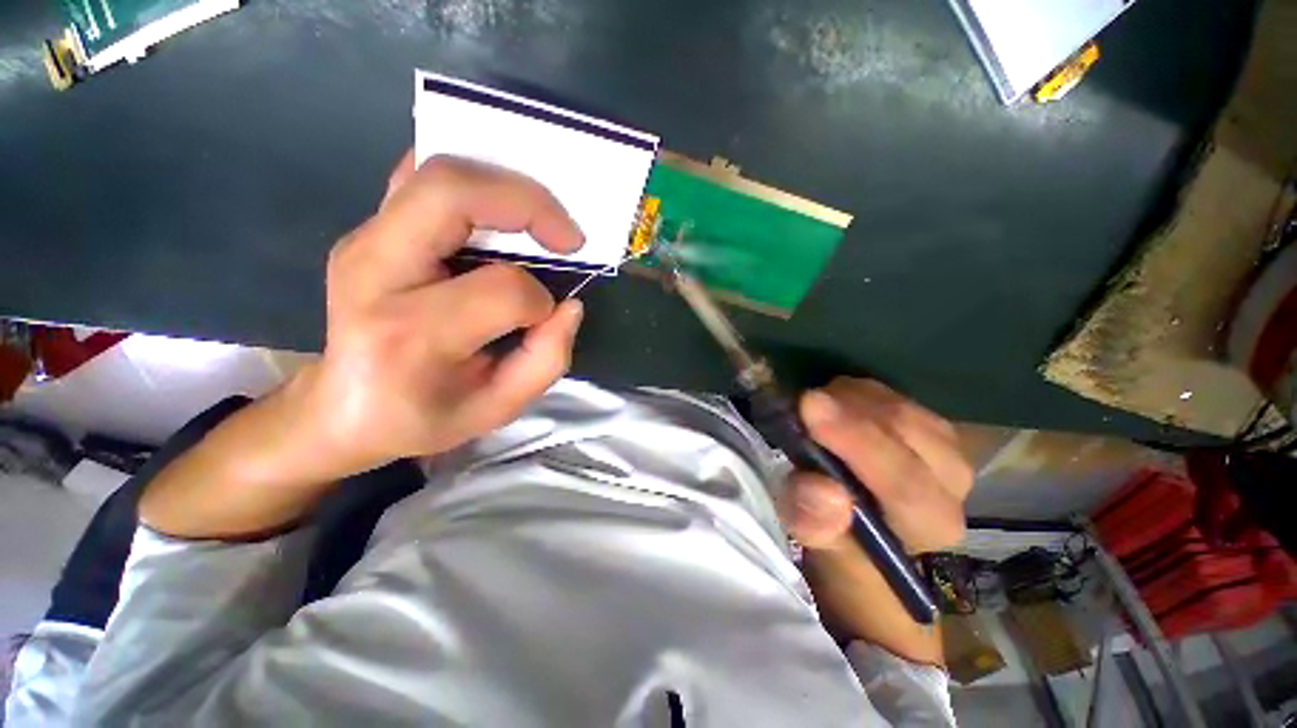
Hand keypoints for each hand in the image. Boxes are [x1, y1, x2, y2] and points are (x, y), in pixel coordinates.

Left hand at [297, 152, 585, 477]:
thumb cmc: (420, 416)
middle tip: (567, 238)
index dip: (540, 300)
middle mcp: (375, 273)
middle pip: (452, 193)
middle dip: (529, 204)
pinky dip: (472, 183)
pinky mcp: (367, 229)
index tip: (544, 318)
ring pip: (437, 172)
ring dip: (504, 187)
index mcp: (408, 335)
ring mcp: (363, 241)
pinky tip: (497, 213)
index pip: (500, 289)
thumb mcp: (496, 410)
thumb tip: (570, 305)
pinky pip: (421, 178)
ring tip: (540, 223)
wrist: (339, 409)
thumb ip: (546, 360)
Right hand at [777, 378, 971, 658]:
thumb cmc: (840, 535)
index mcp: (931, 523)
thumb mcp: (816, 538)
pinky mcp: (928, 420)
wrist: (864, 518)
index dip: (857, 442)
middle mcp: (953, 483)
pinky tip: (835, 405)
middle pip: (904, 429)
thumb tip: (824, 491)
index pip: (904, 483)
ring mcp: (946, 445)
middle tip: (802, 403)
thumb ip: (815, 522)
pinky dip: (855, 392)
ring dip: (848, 399)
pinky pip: (891, 393)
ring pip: (897, 404)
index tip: (808, 406)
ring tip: (815, 410)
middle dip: (847, 410)